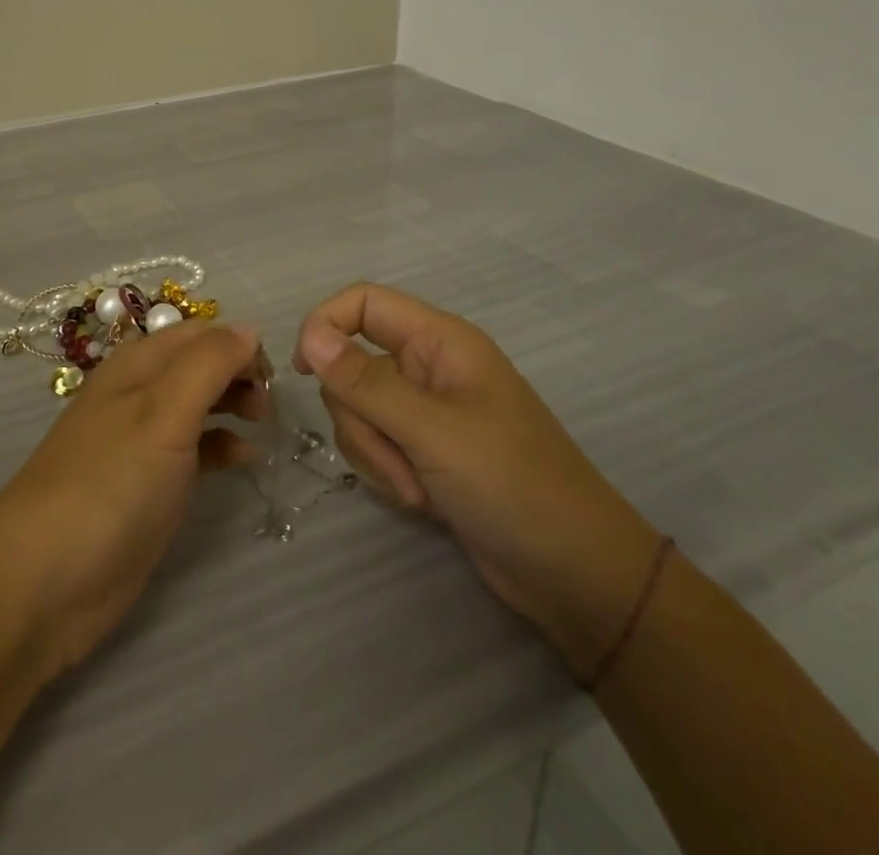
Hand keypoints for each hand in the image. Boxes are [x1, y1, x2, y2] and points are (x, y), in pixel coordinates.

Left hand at [0, 319, 268, 677]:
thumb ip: (208, 364)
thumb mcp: (163, 412)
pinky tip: (243, 460)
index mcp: (138, 365)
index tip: (271, 376)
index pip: (199, 332)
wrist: (46, 579)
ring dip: (233, 405)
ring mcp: (144, 441)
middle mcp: (140, 394)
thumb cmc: (110, 482)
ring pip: (199, 404)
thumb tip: (249, 330)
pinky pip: (195, 450)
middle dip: (239, 373)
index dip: (237, 344)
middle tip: (268, 404)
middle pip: (199, 364)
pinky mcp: (150, 485)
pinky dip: (222, 446)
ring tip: (262, 424)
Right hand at [293, 283, 663, 676]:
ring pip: (358, 410)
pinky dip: (388, 473)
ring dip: (376, 453)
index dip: (326, 325)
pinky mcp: (423, 452)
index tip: (303, 371)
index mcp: (439, 342)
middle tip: (397, 457)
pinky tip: (424, 502)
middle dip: (360, 418)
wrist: (575, 575)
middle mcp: (427, 368)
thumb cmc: (512, 485)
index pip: (363, 303)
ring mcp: (425, 412)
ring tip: (419, 489)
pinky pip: (377, 445)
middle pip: (352, 365)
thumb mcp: (432, 431)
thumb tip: (309, 336)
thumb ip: (364, 382)